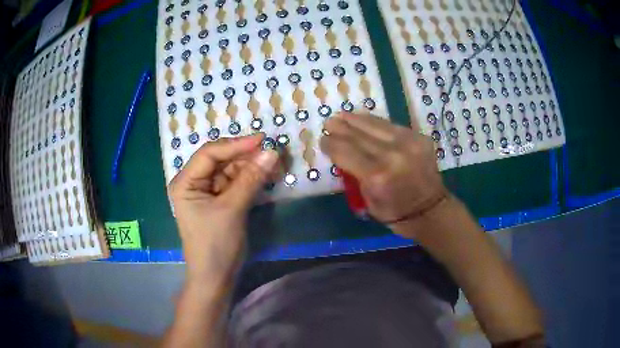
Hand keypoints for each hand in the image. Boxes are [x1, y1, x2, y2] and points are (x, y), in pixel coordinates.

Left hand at [168, 134, 278, 285]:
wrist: (216, 277)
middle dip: (246, 156)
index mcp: (185, 182)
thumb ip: (251, 179)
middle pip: (220, 160)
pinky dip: (251, 179)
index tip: (262, 140)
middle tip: (272, 152)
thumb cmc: (215, 245)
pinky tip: (266, 176)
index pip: (209, 154)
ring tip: (273, 164)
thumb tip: (272, 152)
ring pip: (230, 171)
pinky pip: (236, 183)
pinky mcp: (220, 201)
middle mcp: (194, 183)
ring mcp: (207, 192)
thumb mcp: (232, 210)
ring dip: (251, 167)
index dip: (236, 144)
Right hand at [320, 112, 446, 236]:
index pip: (345, 152)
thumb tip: (342, 152)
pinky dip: (375, 122)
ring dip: (356, 119)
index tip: (322, 139)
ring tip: (343, 115)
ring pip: (375, 125)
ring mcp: (408, 143)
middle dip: (340, 127)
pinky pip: (391, 125)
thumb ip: (355, 174)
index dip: (330, 144)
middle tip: (329, 121)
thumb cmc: (395, 213)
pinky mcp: (419, 137)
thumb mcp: (367, 200)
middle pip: (358, 135)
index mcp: (376, 176)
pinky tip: (364, 119)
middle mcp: (392, 155)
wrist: (430, 210)